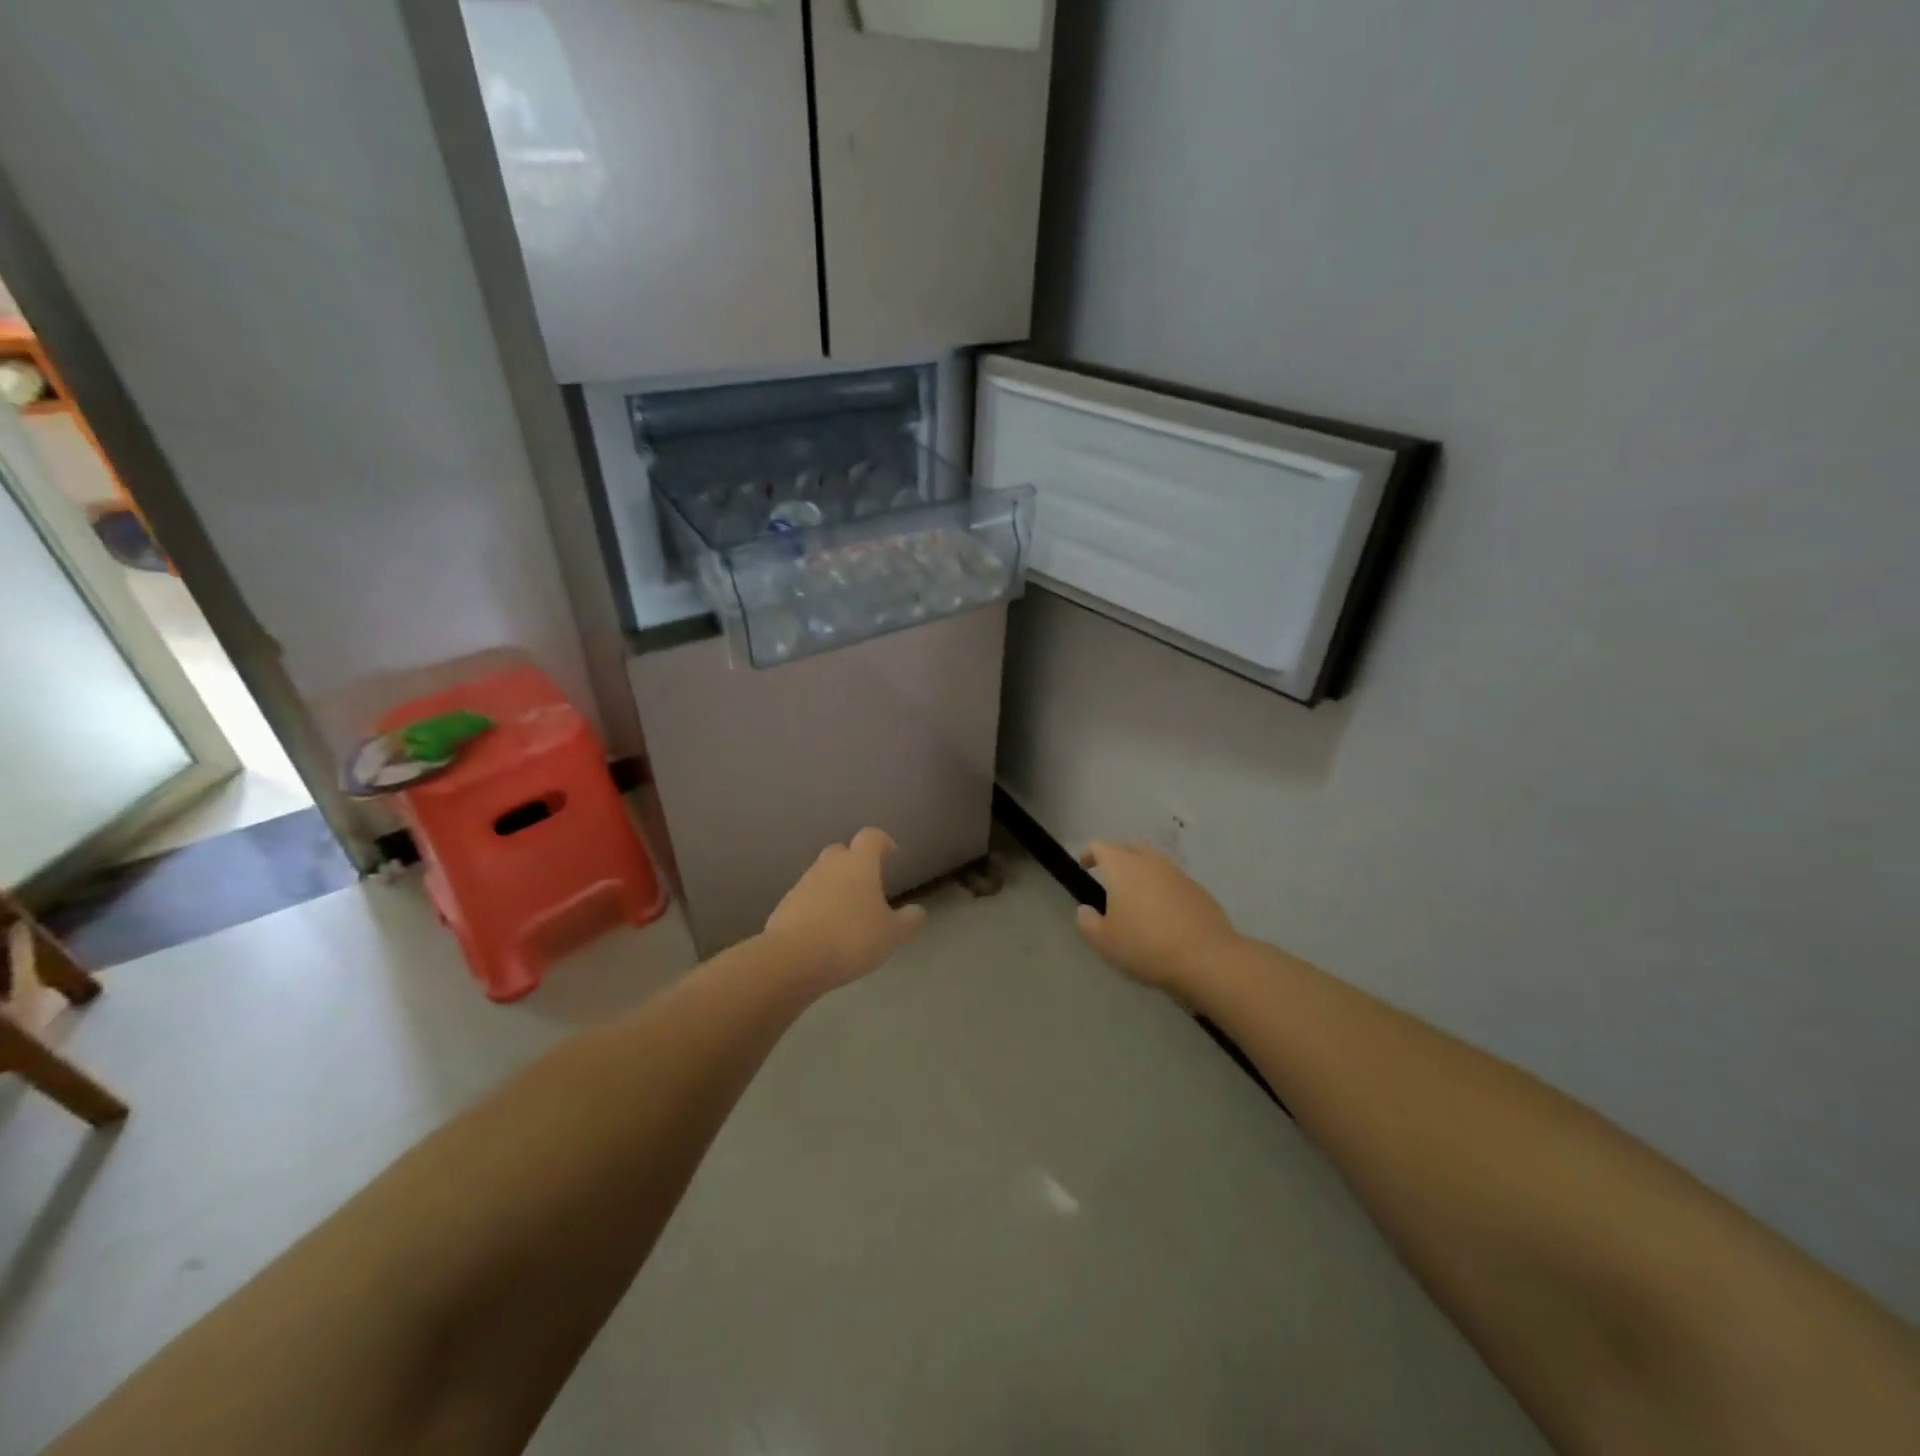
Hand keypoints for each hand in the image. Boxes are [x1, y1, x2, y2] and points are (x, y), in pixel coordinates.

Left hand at [763, 828, 926, 991]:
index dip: (883, 842)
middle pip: (842, 851)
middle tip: (868, 884)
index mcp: (859, 863)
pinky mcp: (785, 905)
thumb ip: (908, 921)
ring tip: (848, 913)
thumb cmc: (851, 938)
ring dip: (835, 886)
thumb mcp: (891, 935)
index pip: (872, 837)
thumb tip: (917, 911)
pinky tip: (825, 931)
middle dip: (855, 862)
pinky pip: (807, 898)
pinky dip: (817, 906)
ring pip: (823, 874)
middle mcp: (830, 865)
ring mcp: (804, 883)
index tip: (892, 854)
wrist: (792, 959)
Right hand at [1075, 841, 1241, 993]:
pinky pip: (1173, 881)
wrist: (1206, 958)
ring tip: (1137, 897)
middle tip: (1110, 879)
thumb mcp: (1104, 941)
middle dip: (1117, 858)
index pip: (1101, 846)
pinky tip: (1163, 913)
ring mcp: (1178, 874)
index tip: (1085, 866)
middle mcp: (1150, 862)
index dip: (1089, 854)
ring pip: (1154, 863)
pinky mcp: (1198, 890)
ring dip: (1142, 873)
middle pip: (1130, 848)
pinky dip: (1163, 888)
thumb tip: (1085, 909)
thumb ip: (1088, 922)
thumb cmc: (1146, 946)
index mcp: (1122, 867)